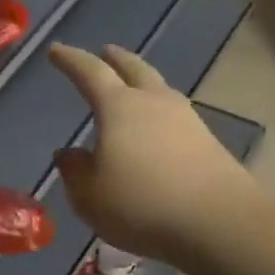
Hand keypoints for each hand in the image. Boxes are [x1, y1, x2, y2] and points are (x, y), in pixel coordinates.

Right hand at [49, 43, 258, 265]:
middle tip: (106, 51)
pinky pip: (176, 116)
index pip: (90, 73)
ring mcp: (186, 120)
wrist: (220, 223)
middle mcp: (154, 103)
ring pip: (160, 89)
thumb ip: (75, 172)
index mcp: (119, 108)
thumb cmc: (142, 205)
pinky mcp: (208, 142)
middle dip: (117, 59)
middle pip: (134, 69)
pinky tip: (157, 127)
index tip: (55, 50)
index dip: (70, 60)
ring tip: (134, 85)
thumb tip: (68, 154)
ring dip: (143, 82)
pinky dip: (160, 112)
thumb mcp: (90, 196)